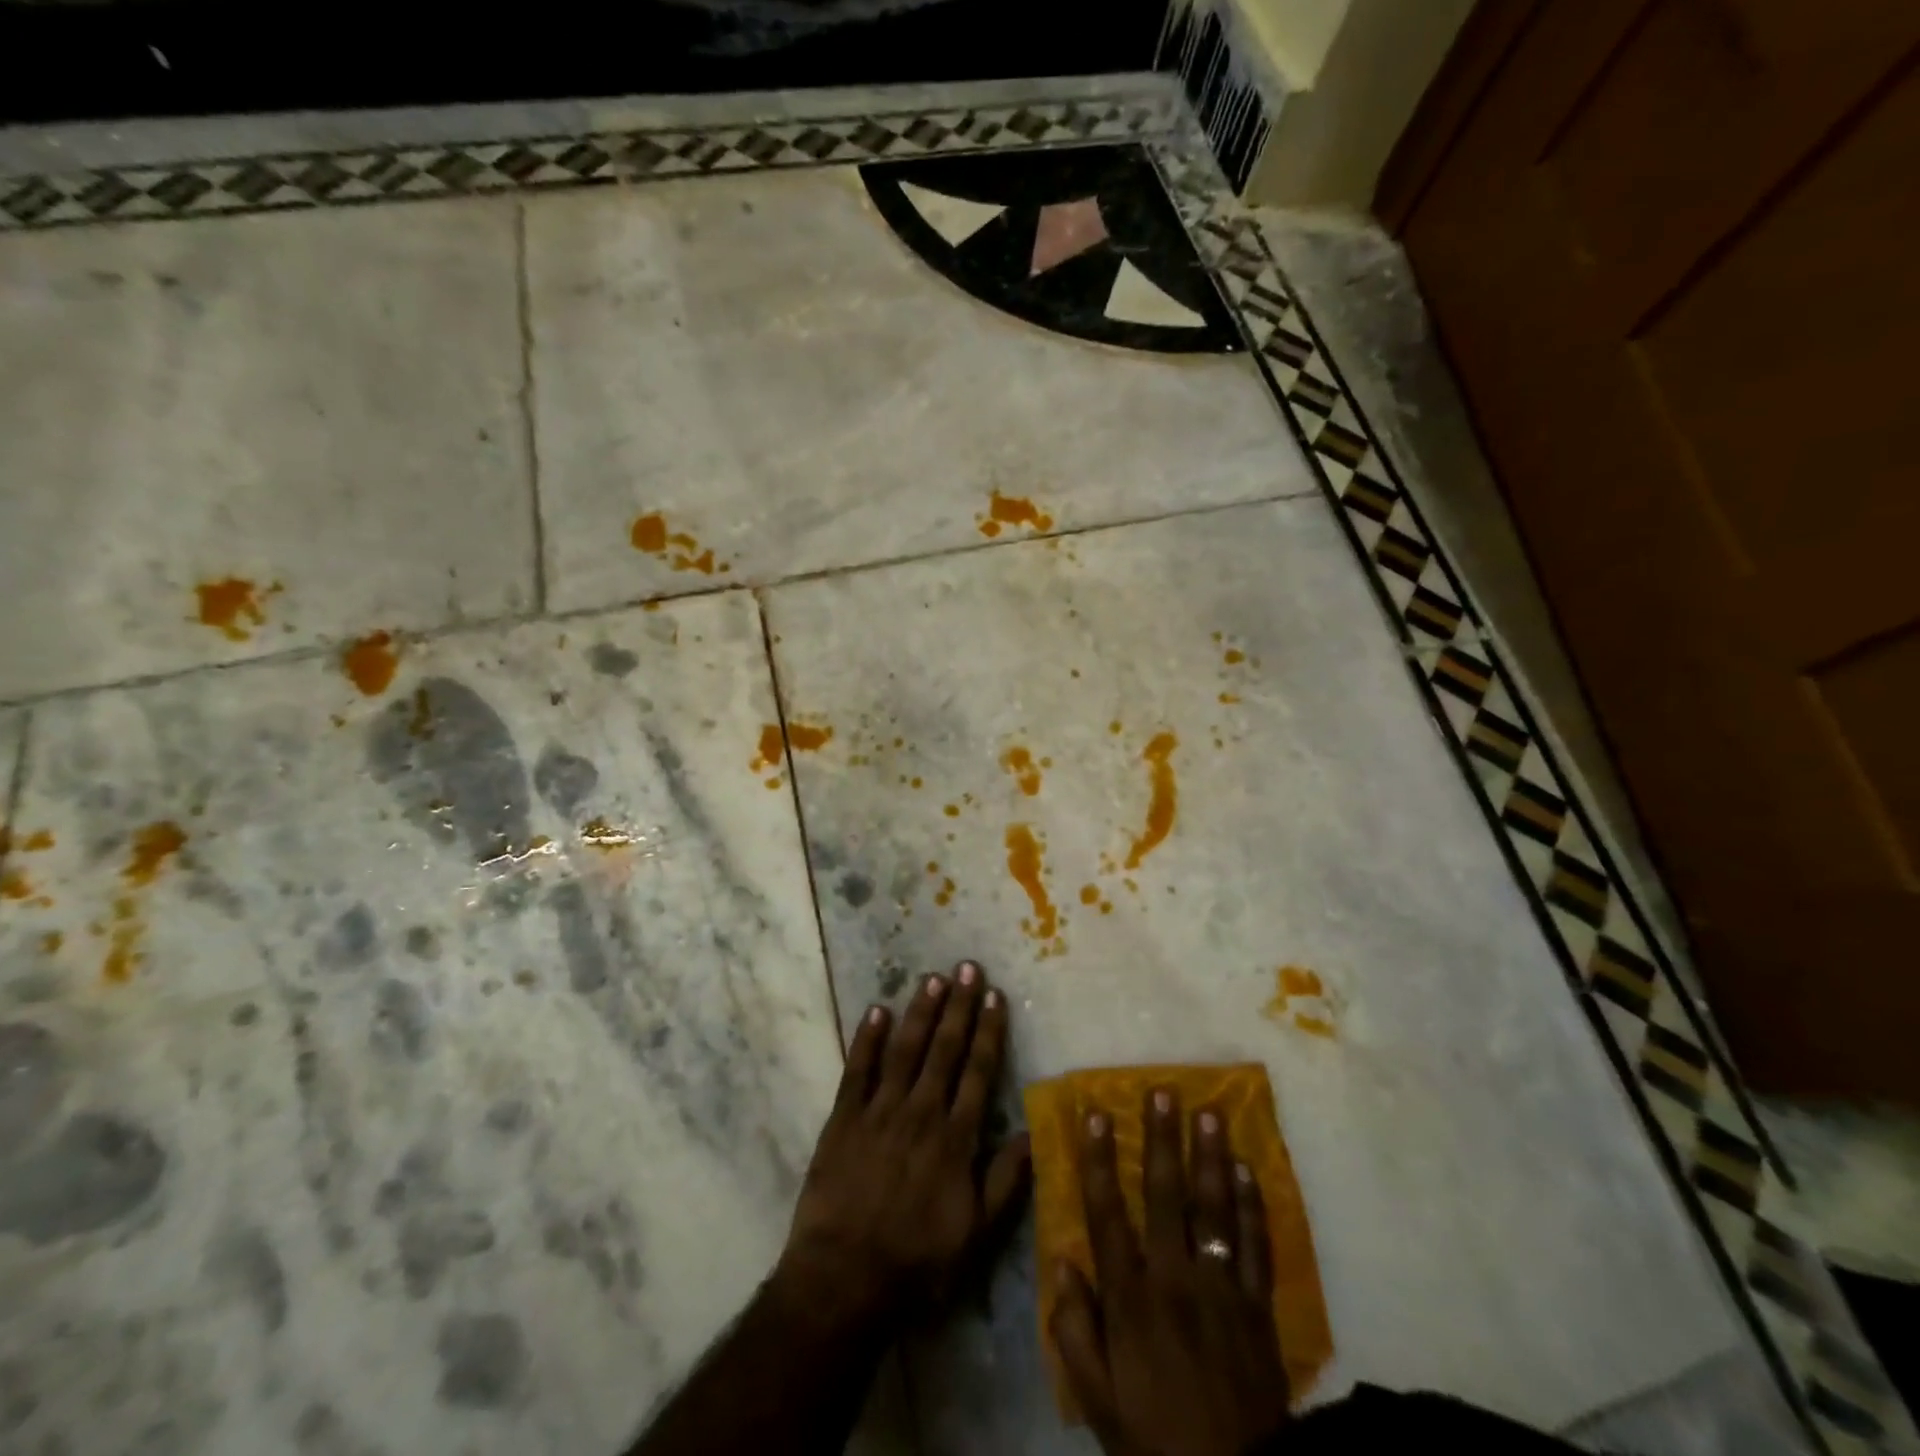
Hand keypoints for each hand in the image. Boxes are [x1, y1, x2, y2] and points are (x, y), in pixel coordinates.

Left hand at [776, 961, 1031, 1332]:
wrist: (844, 1279)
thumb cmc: (917, 1262)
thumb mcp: (976, 1235)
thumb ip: (1005, 1181)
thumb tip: (1033, 1133)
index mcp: (955, 1138)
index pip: (977, 1072)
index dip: (987, 1031)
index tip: (994, 996)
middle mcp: (920, 1113)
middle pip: (944, 1050)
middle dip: (958, 1006)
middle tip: (967, 967)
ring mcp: (879, 1112)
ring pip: (904, 1050)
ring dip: (919, 1012)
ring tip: (932, 977)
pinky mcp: (843, 1118)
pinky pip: (857, 1070)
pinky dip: (867, 1038)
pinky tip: (876, 1009)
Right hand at [1051, 1087, 1289, 1455]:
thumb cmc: (1155, 1438)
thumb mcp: (1098, 1399)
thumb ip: (1074, 1330)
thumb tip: (1061, 1260)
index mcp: (1130, 1297)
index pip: (1108, 1213)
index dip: (1099, 1160)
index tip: (1095, 1114)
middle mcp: (1175, 1278)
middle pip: (1167, 1196)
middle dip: (1163, 1140)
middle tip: (1163, 1092)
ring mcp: (1221, 1288)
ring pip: (1215, 1209)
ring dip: (1211, 1157)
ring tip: (1210, 1112)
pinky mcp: (1258, 1307)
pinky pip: (1256, 1246)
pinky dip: (1253, 1205)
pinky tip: (1248, 1170)